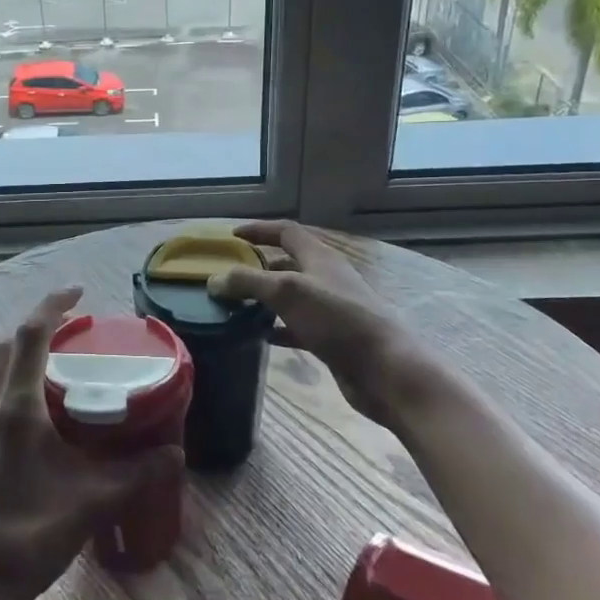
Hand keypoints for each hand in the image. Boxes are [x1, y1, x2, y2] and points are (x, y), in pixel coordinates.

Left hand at [0, 288, 183, 599]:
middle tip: (78, 332)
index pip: (30, 336)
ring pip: (0, 372)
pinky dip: (22, 384)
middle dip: (40, 328)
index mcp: (16, 409)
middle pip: (10, 347)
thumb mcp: (91, 502)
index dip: (52, 306)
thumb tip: (175, 453)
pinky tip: (51, 414)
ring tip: (67, 366)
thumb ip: (136, 474)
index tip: (79, 293)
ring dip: (28, 356)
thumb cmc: (28, 536)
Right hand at [209, 222, 462, 425]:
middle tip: (226, 276)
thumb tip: (214, 280)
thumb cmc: (338, 320)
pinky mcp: (331, 339)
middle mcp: (325, 278)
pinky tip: (257, 336)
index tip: (231, 236)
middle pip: (287, 263)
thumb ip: (248, 282)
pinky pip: (296, 327)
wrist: (385, 369)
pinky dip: (276, 328)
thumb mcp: (287, 292)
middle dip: (257, 266)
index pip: (286, 232)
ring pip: (290, 297)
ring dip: (264, 299)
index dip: (259, 230)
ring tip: (234, 306)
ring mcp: (330, 310)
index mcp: (319, 258)